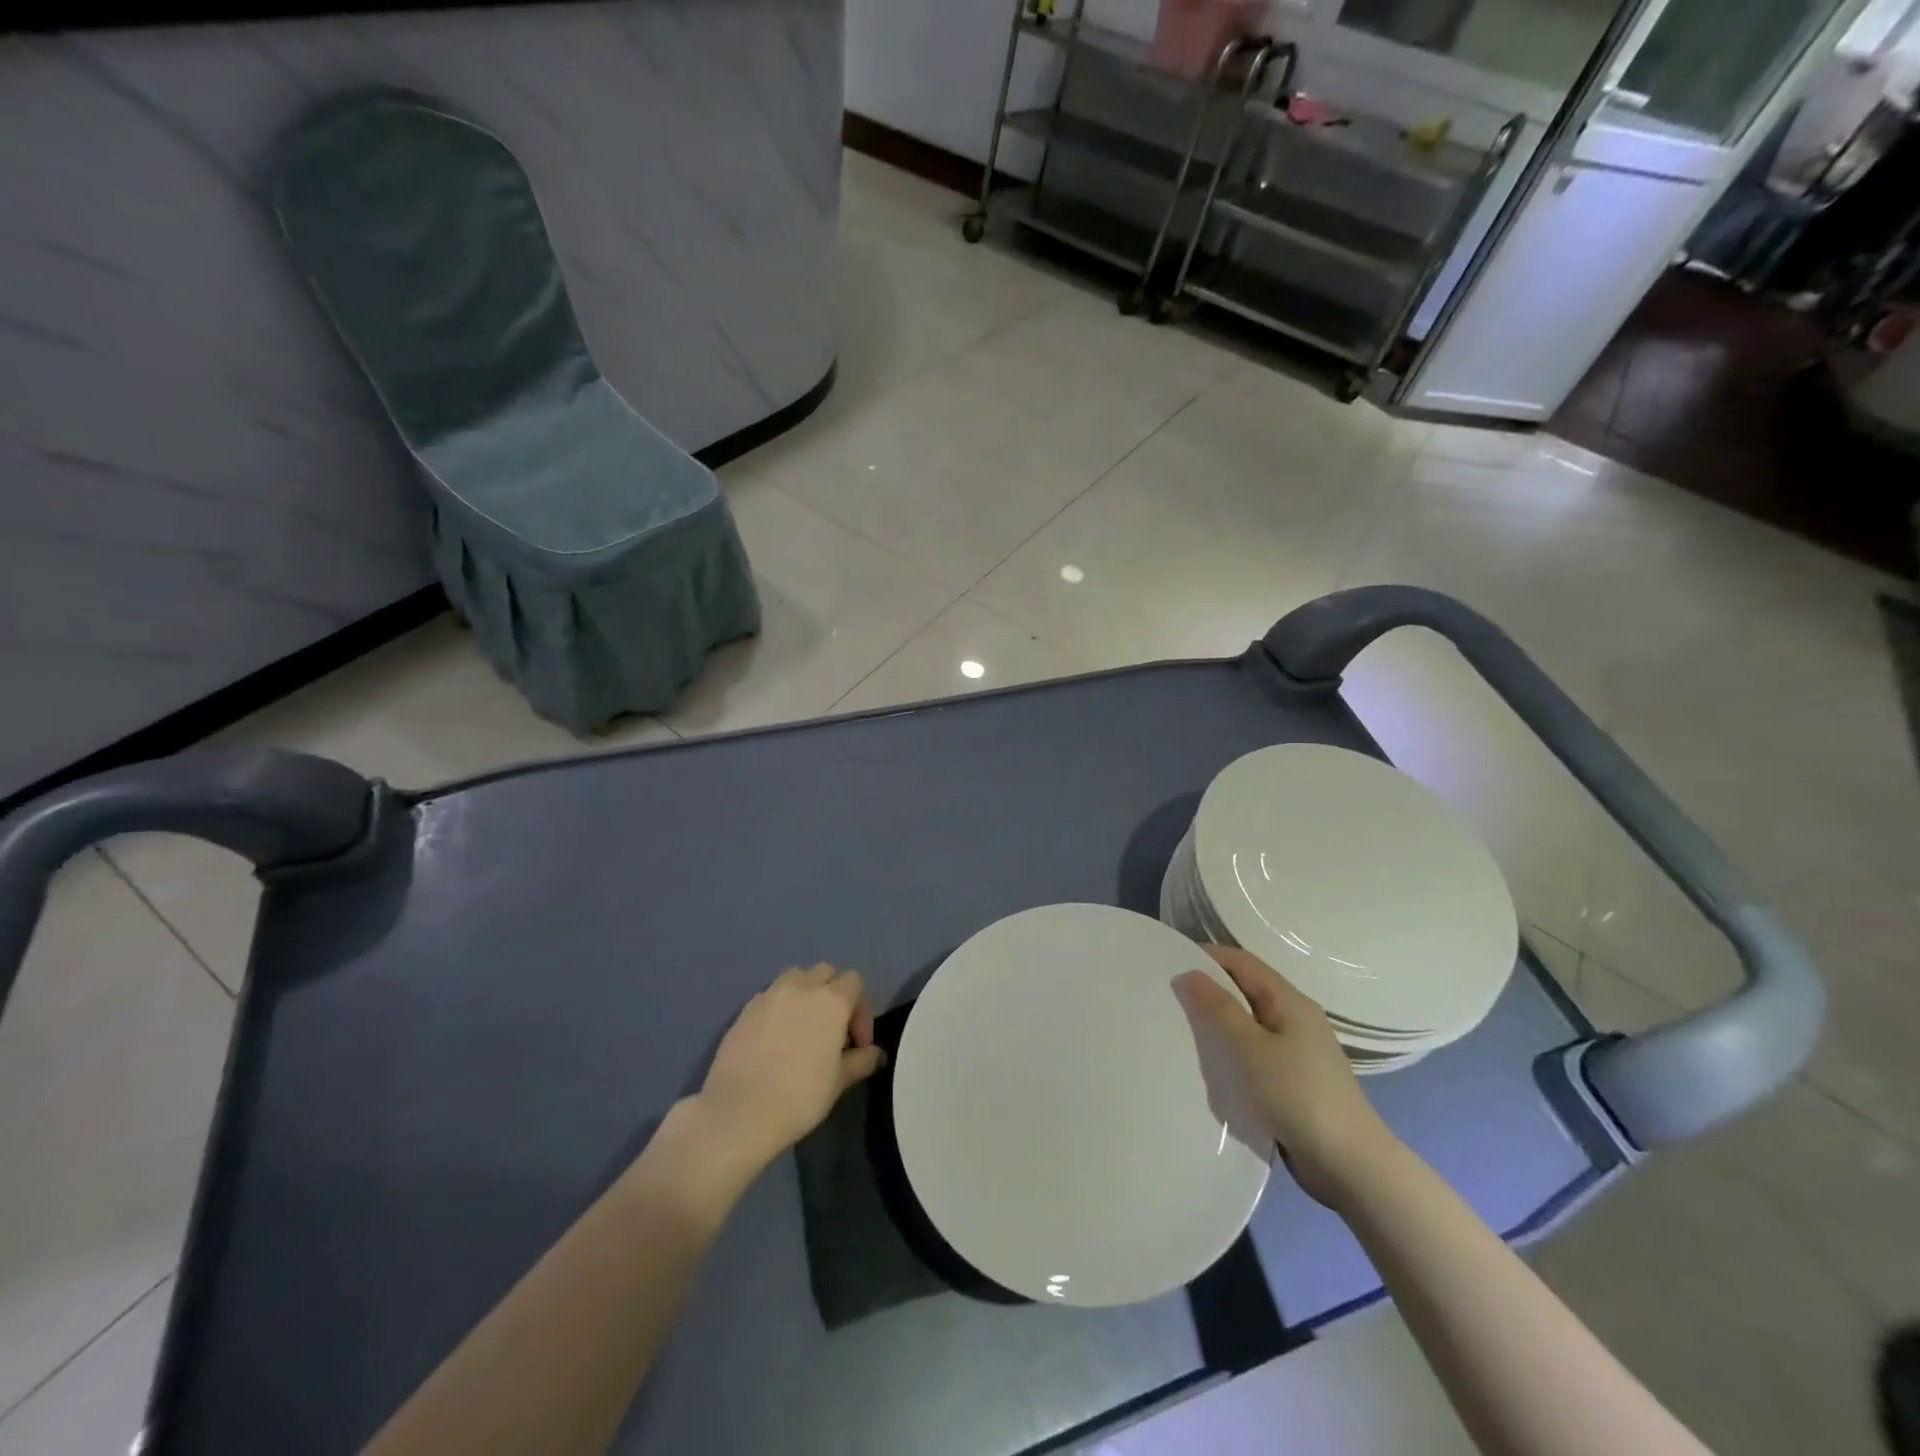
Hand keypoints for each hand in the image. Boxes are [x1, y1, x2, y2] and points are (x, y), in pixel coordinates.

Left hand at [695, 964, 884, 1170]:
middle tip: (833, 1031)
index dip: (862, 1010)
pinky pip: (770, 996)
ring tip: (804, 1028)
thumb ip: (861, 1061)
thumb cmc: (799, 1097)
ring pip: (795, 978)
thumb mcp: (839, 1082)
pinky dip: (780, 1008)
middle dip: (834, 994)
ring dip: (806, 994)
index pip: (855, 983)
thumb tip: (876, 1054)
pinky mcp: (744, 1009)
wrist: (738, 1112)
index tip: (858, 1044)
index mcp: (831, 999)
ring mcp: (769, 995)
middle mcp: (801, 986)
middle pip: (825, 972)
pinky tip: (776, 1039)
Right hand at [1176, 945, 1402, 1207]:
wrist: (1350, 1165)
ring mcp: (1297, 1050)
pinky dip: (1232, 1051)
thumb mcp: (1251, 1048)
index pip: (1242, 962)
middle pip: (1246, 989)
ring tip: (1182, 1030)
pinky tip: (1211, 1065)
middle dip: (1209, 990)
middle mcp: (1295, 1018)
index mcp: (1289, 1001)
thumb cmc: (1298, 1096)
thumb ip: (1219, 1009)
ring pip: (1249, 1023)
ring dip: (1219, 1023)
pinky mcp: (1293, 1079)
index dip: (1207, 957)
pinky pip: (1255, 1052)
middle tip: (1169, 999)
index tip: (1169, 965)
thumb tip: (1189, 973)